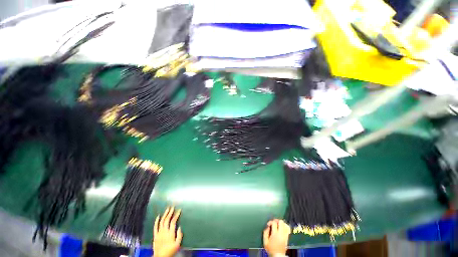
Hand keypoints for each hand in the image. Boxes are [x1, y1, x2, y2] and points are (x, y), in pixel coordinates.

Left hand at [153, 207, 182, 256]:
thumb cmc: (170, 251)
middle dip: (170, 212)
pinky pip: (155, 226)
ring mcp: (159, 233)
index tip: (179, 210)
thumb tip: (179, 227)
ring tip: (167, 209)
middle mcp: (164, 231)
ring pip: (161, 221)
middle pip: (167, 219)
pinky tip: (158, 216)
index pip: (173, 221)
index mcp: (170, 233)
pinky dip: (157, 221)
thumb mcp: (177, 244)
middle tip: (172, 207)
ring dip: (165, 214)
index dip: (176, 215)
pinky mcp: (155, 235)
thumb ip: (179, 235)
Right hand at [263, 219, 290, 255]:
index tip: (268, 224)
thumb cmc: (270, 249)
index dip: (270, 221)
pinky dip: (285, 226)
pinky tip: (283, 227)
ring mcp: (285, 235)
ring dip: (281, 223)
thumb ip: (265, 232)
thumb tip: (267, 226)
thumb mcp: (265, 242)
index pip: (274, 223)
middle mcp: (281, 234)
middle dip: (276, 220)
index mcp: (275, 234)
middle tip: (274, 223)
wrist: (278, 256)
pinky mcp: (287, 237)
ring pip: (285, 224)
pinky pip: (288, 229)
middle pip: (281, 222)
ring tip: (278, 224)